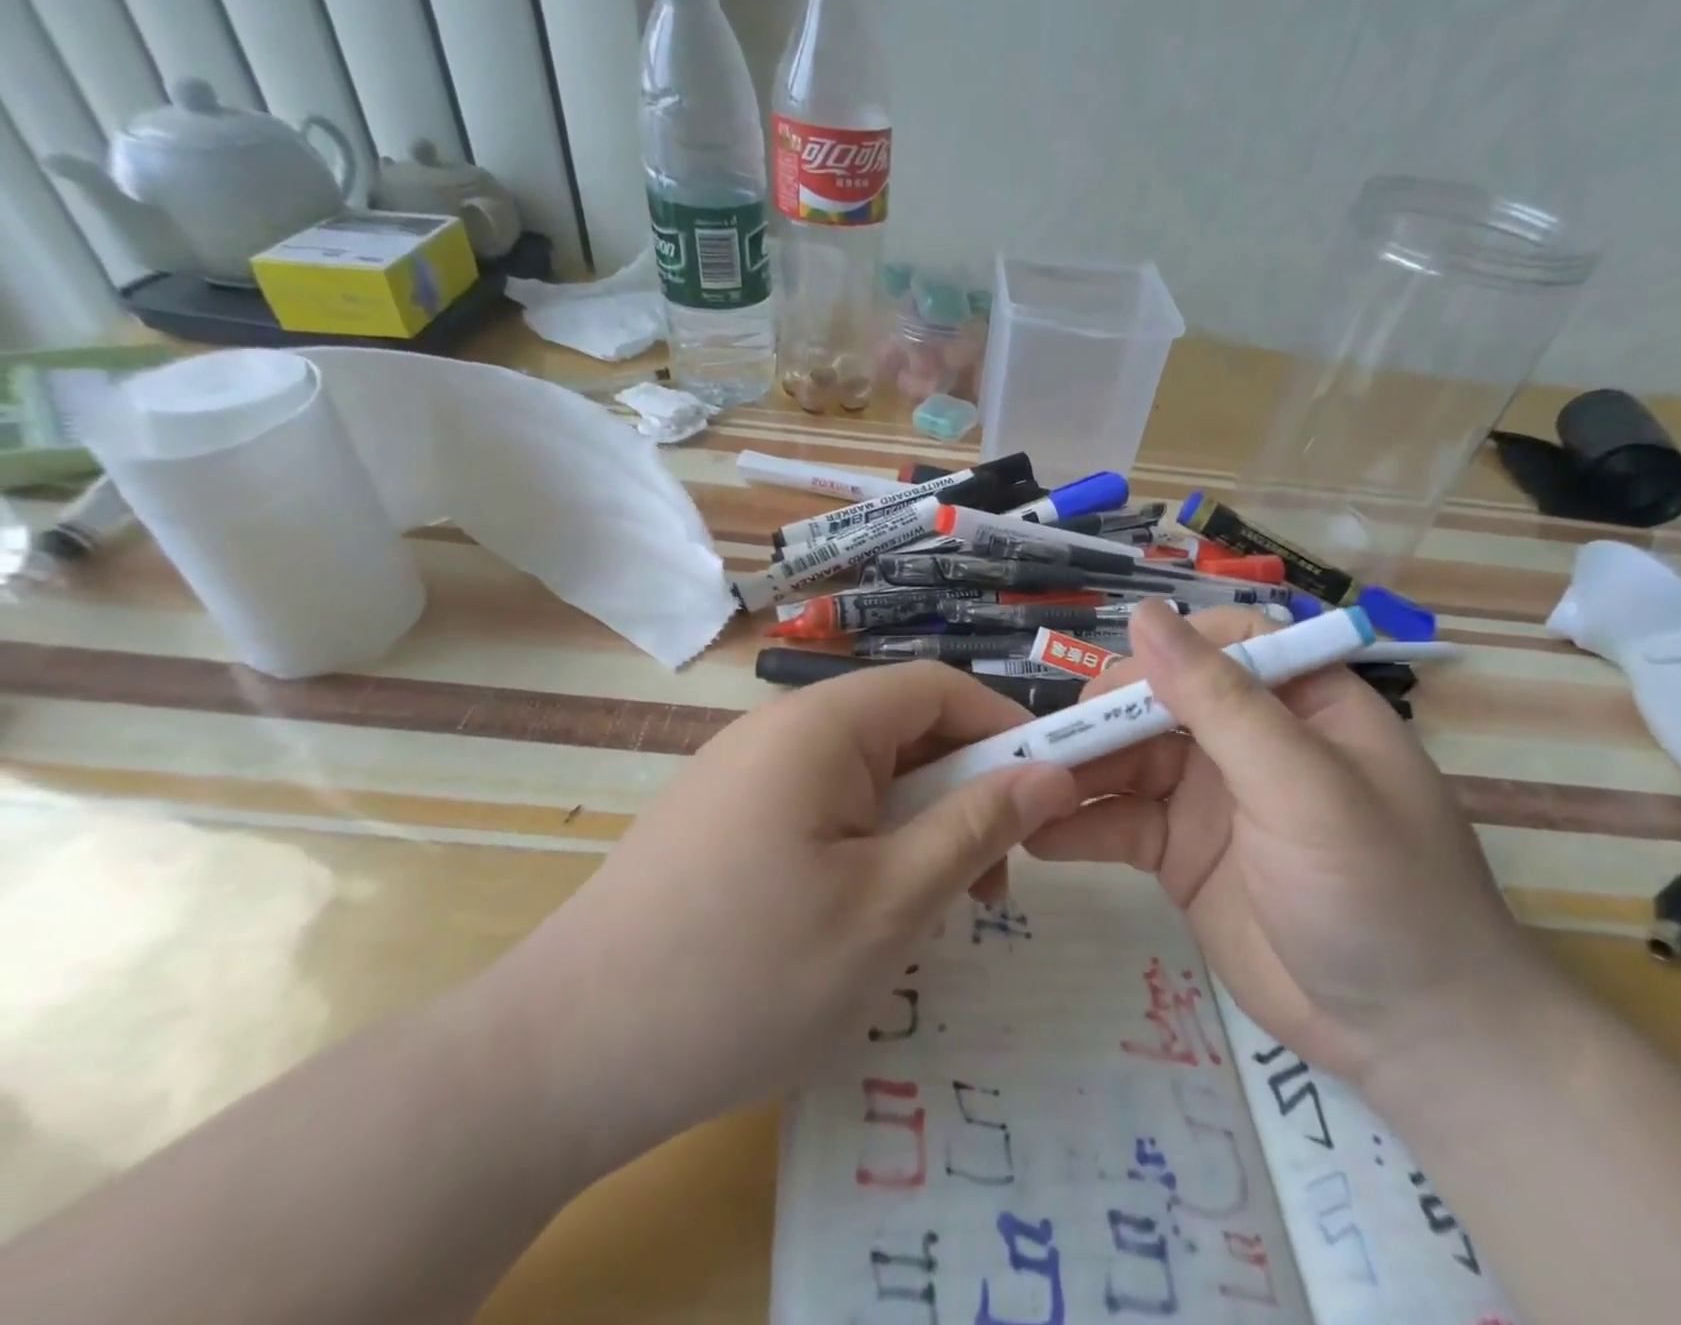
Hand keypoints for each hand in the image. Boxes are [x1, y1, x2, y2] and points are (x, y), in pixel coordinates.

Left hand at [481, 661, 1078, 1176]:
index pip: (937, 687)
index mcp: (820, 725)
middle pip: (900, 728)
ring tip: (929, 908)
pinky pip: (818, 804)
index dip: (1003, 728)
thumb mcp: (889, 905)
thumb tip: (1053, 774)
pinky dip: (864, 842)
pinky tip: (860, 913)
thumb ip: (976, 827)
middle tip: (990, 880)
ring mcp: (742, 772)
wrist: (562, 1058)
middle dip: (961, 789)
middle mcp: (777, 729)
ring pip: (862, 773)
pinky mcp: (721, 817)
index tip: (1047, 795)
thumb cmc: (746, 975)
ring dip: (915, 824)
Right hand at [1028, 601, 1544, 1081]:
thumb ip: (1220, 701)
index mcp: (1298, 702)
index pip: (1224, 643)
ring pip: (1127, 760)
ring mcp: (1209, 796)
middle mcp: (1248, 739)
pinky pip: (1119, 823)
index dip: (1167, 651)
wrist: (1409, 1038)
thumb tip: (1145, 615)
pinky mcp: (1180, 851)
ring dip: (1077, 770)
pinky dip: (1079, 826)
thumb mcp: (1302, 786)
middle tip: (1050, 745)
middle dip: (1103, 718)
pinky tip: (1036, 836)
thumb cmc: (1378, 891)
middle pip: (1159, 701)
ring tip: (1021, 786)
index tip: (1115, 686)